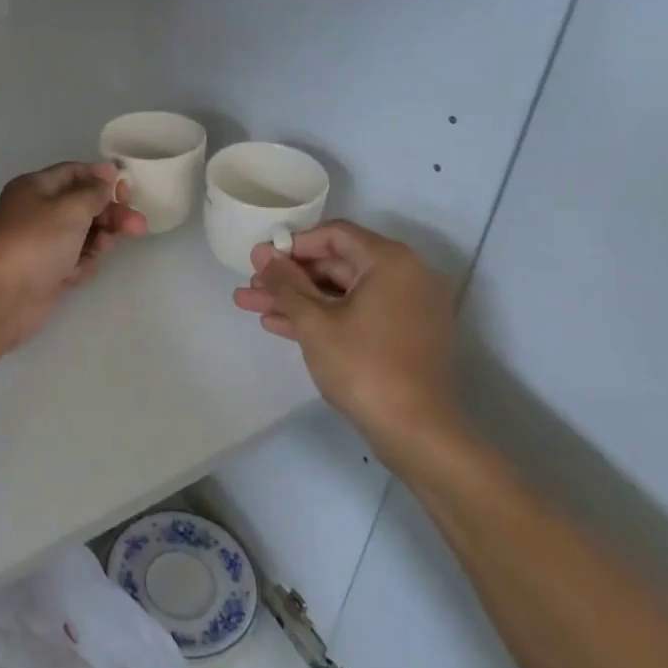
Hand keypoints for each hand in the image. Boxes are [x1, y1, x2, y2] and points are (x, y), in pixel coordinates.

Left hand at [0, 162, 147, 349]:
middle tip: (136, 225)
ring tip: (104, 248)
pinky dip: (81, 265)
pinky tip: (77, 273)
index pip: (74, 173)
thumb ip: (95, 192)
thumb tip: (107, 173)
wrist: (1, 296)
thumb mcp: (70, 209)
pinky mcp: (47, 272)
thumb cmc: (36, 242)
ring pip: (82, 235)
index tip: (128, 189)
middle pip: (83, 205)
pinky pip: (74, 261)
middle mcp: (38, 212)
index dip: (102, 178)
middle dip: (110, 213)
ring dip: (99, 240)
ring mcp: (42, 244)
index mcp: (36, 188)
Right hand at [232, 221, 464, 468]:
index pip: (334, 235)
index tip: (260, 261)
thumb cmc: (363, 366)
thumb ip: (284, 283)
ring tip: (252, 306)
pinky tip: (280, 325)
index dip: (293, 244)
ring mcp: (407, 307)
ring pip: (342, 292)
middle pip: (337, 264)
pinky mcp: (403, 335)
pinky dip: (323, 317)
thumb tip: (261, 252)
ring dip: (298, 299)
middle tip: (250, 286)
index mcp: (390, 261)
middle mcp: (406, 275)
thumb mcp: (314, 321)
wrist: (416, 432)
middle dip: (289, 277)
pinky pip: (357, 313)